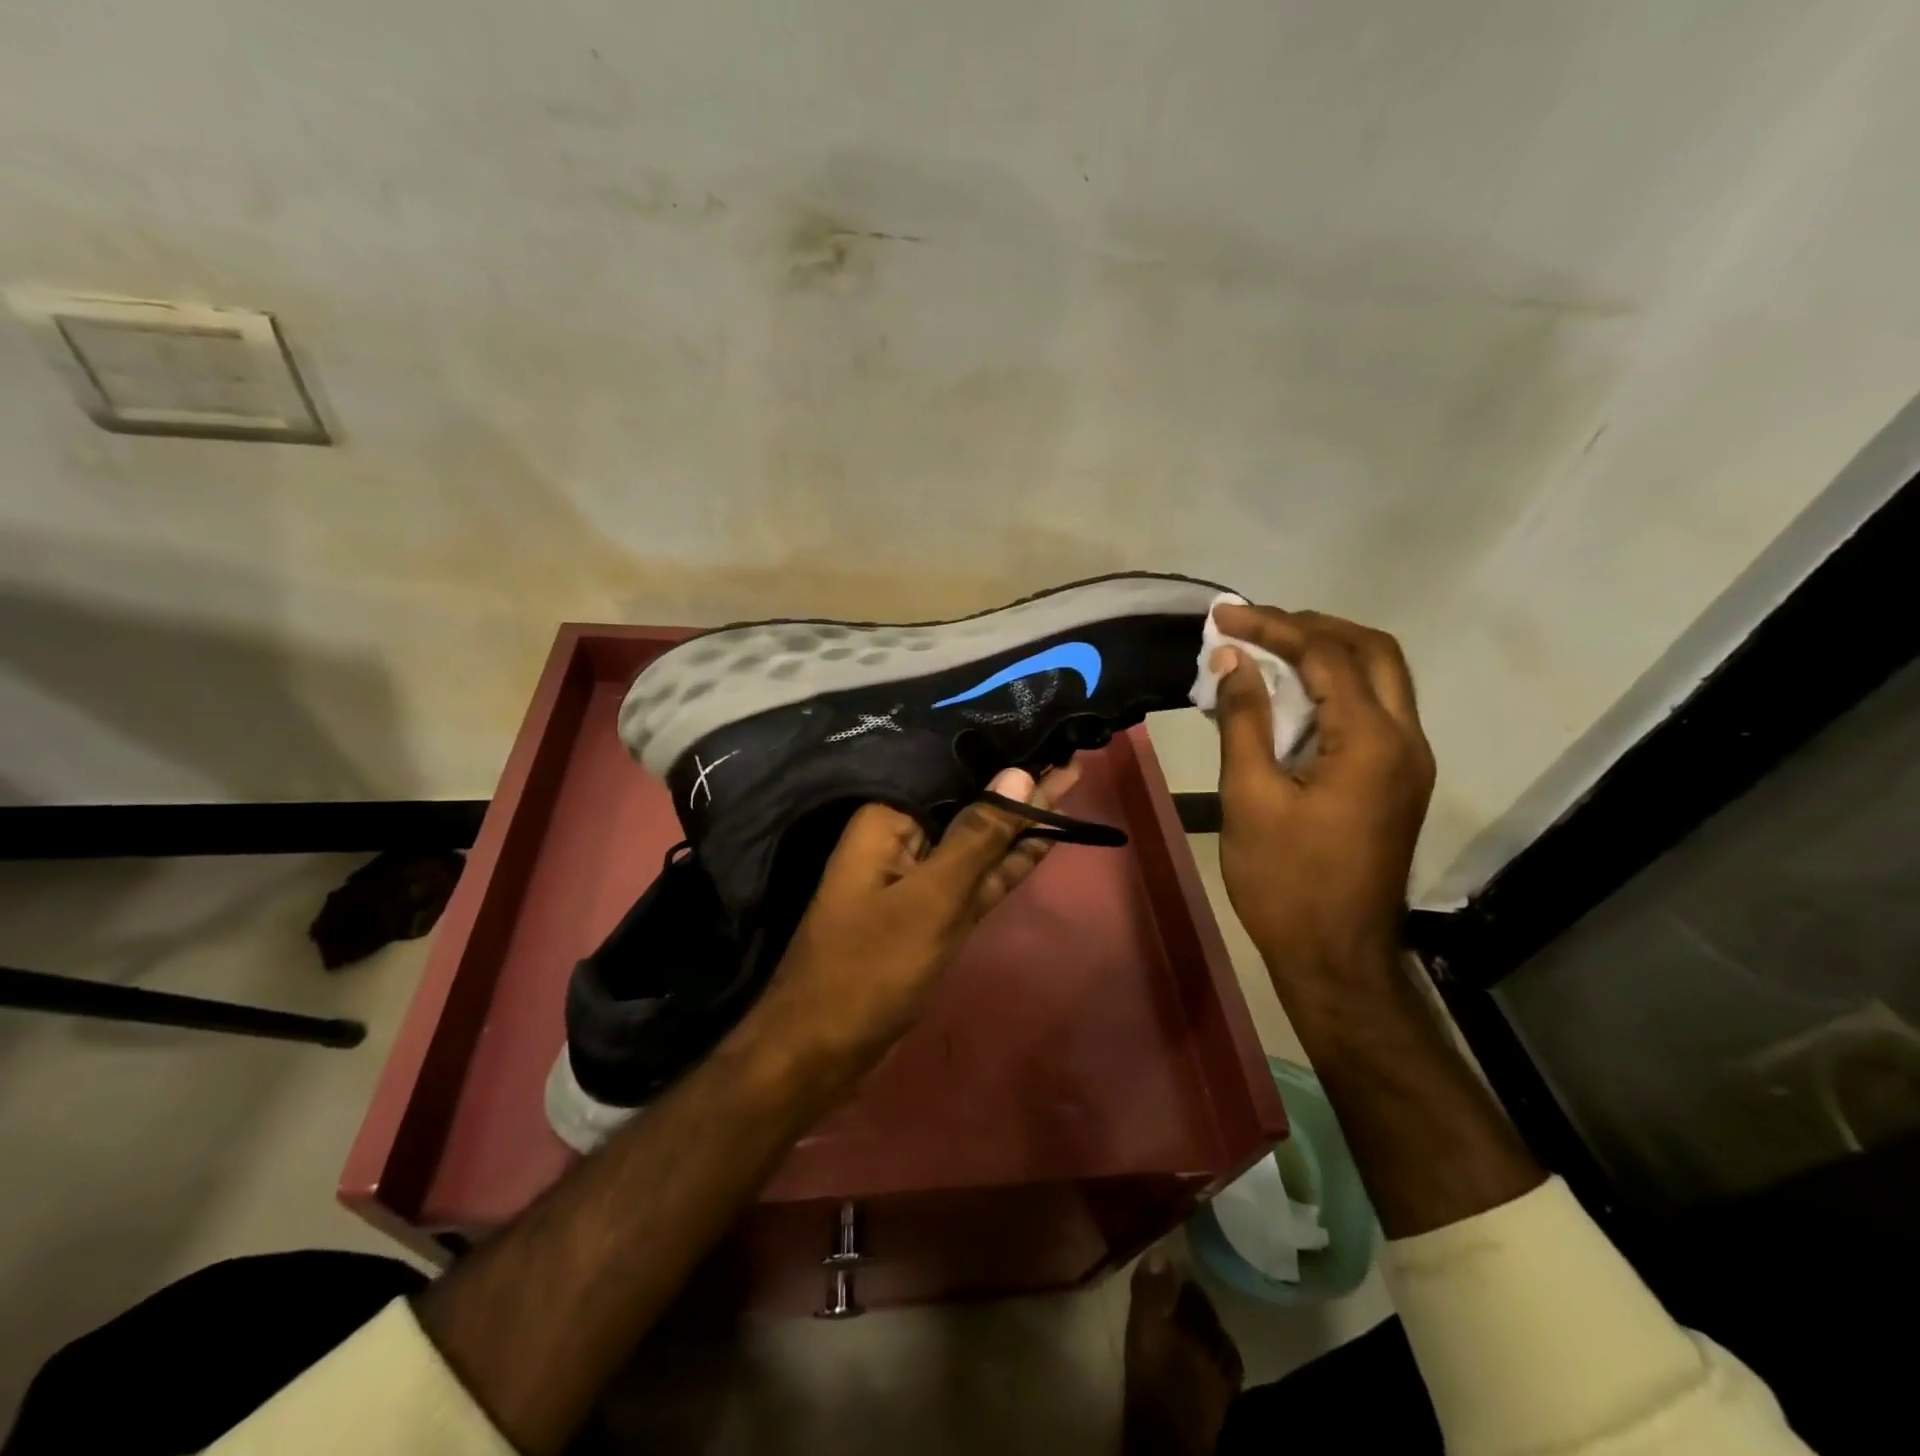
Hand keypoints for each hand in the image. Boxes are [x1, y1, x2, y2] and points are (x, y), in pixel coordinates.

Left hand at [755, 761, 1082, 1079]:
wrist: (822, 1049)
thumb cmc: (870, 966)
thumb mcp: (933, 899)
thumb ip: (978, 836)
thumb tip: (1020, 774)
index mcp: (888, 818)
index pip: (951, 770)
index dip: (1000, 752)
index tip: (1045, 728)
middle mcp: (903, 837)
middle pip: (969, 802)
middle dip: (1019, 782)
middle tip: (1072, 747)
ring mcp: (921, 877)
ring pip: (979, 840)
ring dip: (1022, 818)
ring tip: (1070, 775)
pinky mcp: (933, 910)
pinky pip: (977, 876)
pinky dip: (1008, 861)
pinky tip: (1045, 836)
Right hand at [1211, 606, 1434, 977]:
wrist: (1335, 956)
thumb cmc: (1285, 881)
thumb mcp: (1250, 797)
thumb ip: (1245, 720)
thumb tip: (1232, 661)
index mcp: (1371, 742)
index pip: (1326, 656)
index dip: (1272, 627)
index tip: (1223, 616)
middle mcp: (1405, 740)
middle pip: (1372, 652)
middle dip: (1311, 627)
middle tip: (1255, 626)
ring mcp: (1408, 762)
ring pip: (1381, 679)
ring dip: (1327, 653)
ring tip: (1268, 650)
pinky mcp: (1397, 781)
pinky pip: (1373, 711)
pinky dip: (1334, 688)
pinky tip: (1290, 697)